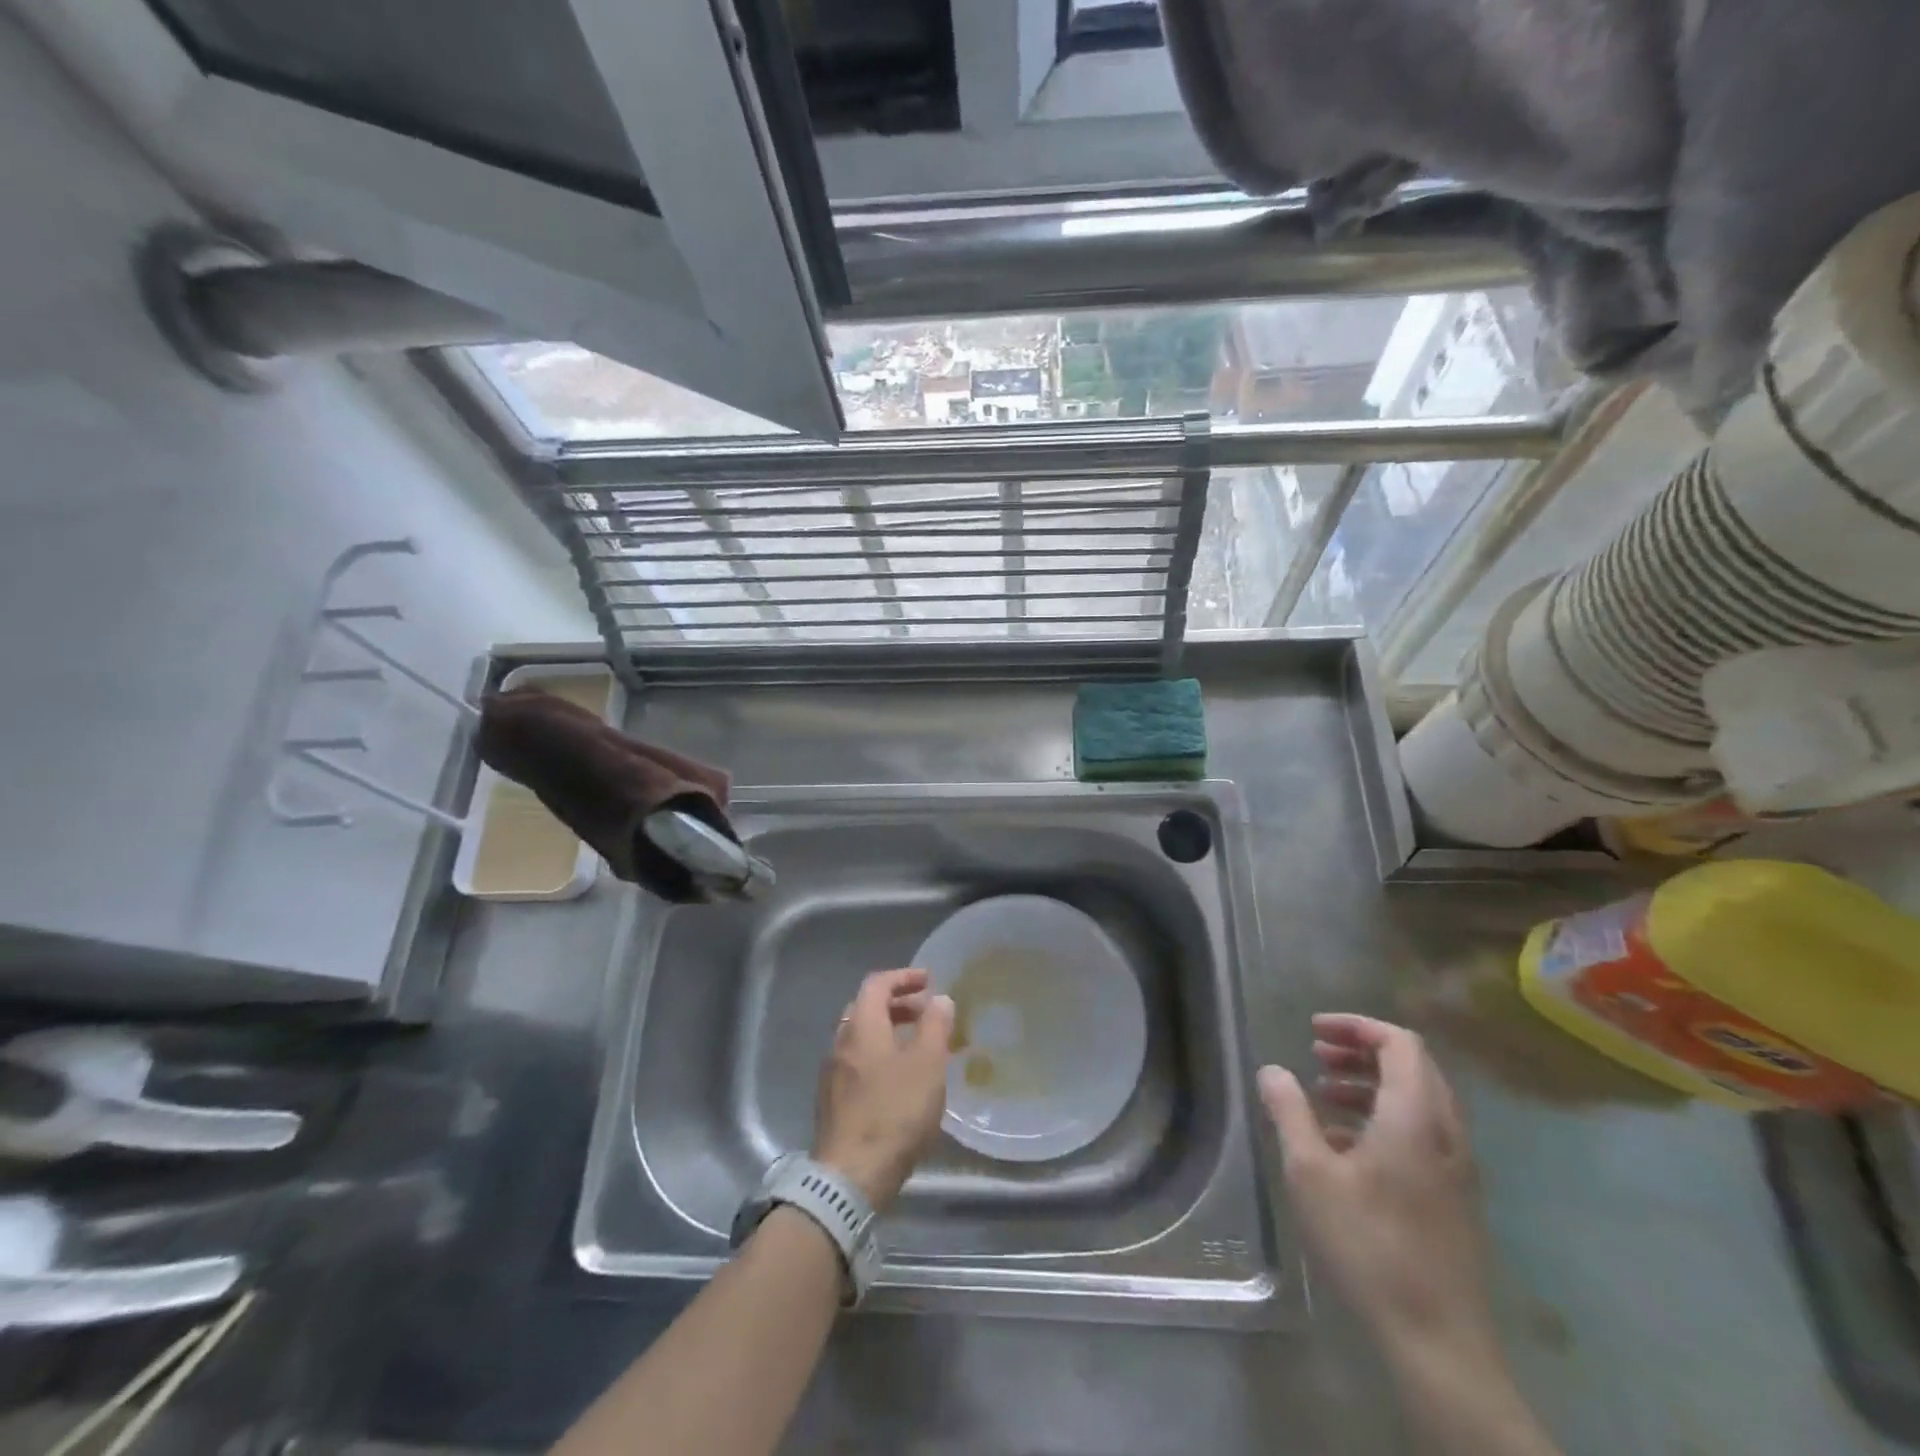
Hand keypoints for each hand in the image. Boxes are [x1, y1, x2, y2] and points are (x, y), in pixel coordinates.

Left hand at [814, 968, 953, 1211]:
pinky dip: (880, 1055)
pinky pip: (858, 1062)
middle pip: (866, 1008)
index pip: (877, 984)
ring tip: (919, 1046)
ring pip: (861, 1038)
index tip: (929, 981)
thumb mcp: (927, 1065)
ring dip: (889, 1031)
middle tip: (926, 1011)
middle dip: (897, 1003)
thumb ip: (935, 1026)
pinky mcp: (833, 1102)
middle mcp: (841, 1043)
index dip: (903, 977)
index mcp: (861, 1026)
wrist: (850, 1176)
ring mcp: (833, 1074)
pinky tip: (900, 1079)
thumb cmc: (894, 1112)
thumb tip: (940, 999)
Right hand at [1257, 1014, 1495, 1356]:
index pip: (1400, 1043)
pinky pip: (1421, 1132)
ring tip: (1323, 1095)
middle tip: (1316, 1055)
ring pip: (1418, 1100)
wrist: (1438, 1340)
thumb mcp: (1310, 1173)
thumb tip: (1272, 1070)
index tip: (1313, 1030)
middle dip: (1361, 1051)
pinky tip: (1344, 1144)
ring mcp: (1457, 1167)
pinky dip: (1384, 1117)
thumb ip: (1289, 1112)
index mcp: (1415, 1117)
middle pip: (1412, 1066)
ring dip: (1370, 1084)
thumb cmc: (1369, 1244)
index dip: (1357, 1026)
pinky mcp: (1455, 1197)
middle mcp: (1445, 1132)